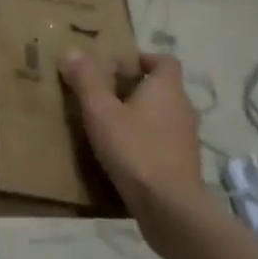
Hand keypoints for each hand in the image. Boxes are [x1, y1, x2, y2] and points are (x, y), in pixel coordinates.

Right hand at [59, 51, 218, 250]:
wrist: (169, 207)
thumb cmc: (135, 150)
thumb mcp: (101, 112)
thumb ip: (86, 80)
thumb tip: (71, 51)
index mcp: (167, 89)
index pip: (164, 60)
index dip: (142, 58)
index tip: (116, 65)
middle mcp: (182, 107)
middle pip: (161, 87)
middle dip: (134, 87)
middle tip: (102, 93)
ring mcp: (186, 137)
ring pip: (161, 115)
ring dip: (139, 115)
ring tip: (108, 124)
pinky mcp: (182, 162)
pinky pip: (162, 139)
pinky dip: (145, 139)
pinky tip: (122, 153)